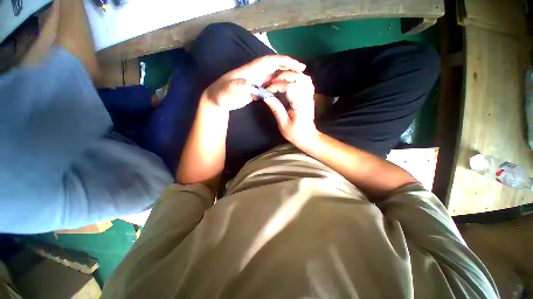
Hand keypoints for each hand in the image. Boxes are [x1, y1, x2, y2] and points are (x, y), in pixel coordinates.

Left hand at [203, 55, 305, 110]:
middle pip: (276, 67)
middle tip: (302, 73)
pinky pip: (270, 87)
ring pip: (274, 77)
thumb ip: (237, 85)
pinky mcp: (256, 90)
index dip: (285, 61)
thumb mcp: (227, 89)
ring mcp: (257, 82)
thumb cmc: (222, 93)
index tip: (298, 65)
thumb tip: (249, 84)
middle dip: (289, 68)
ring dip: (285, 77)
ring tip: (297, 82)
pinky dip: (278, 87)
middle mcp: (257, 74)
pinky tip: (284, 91)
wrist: (218, 100)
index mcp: (252, 70)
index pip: (271, 61)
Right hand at [263, 74, 318, 148]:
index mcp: (300, 105)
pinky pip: (306, 82)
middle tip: (272, 83)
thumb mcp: (283, 124)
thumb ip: (276, 109)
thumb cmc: (295, 133)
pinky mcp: (310, 96)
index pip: (290, 86)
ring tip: (279, 80)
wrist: (308, 137)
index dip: (277, 85)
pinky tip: (290, 82)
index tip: (268, 90)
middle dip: (283, 76)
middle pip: (298, 77)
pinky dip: (297, 79)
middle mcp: (307, 97)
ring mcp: (310, 96)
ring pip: (303, 77)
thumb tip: (266, 97)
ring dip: (290, 75)